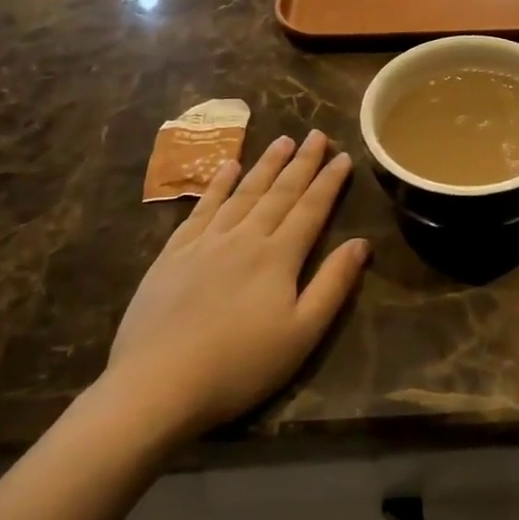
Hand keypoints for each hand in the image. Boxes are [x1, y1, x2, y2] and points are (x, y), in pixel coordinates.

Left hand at [100, 131, 368, 441]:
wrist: (157, 385)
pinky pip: (201, 208)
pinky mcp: (173, 254)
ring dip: (265, 165)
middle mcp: (245, 237)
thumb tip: (361, 243)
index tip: (343, 155)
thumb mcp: (302, 333)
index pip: (311, 208)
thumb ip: (333, 284)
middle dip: (302, 162)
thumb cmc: (240, 365)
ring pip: (243, 192)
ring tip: (282, 140)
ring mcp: (205, 242)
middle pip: (279, 192)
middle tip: (316, 134)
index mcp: (279, 256)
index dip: (329, 181)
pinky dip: (218, 185)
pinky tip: (227, 168)